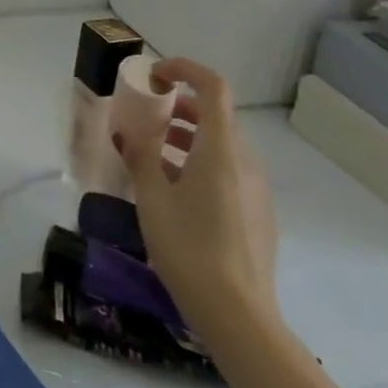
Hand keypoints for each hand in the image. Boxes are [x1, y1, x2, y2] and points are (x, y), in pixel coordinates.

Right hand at [116, 57, 279, 343]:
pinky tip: (175, 192)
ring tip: (153, 154)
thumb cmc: (189, 247)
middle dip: (179, 106)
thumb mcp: (152, 197)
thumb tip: (130, 132)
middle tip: (146, 117)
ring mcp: (256, 190)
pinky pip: (228, 171)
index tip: (154, 76)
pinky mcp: (258, 214)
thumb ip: (140, 156)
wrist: (239, 318)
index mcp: (221, 150)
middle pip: (216, 115)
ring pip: (222, 145)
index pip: (213, 87)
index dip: (184, 70)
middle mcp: (245, 162)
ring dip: (187, 136)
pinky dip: (200, 163)